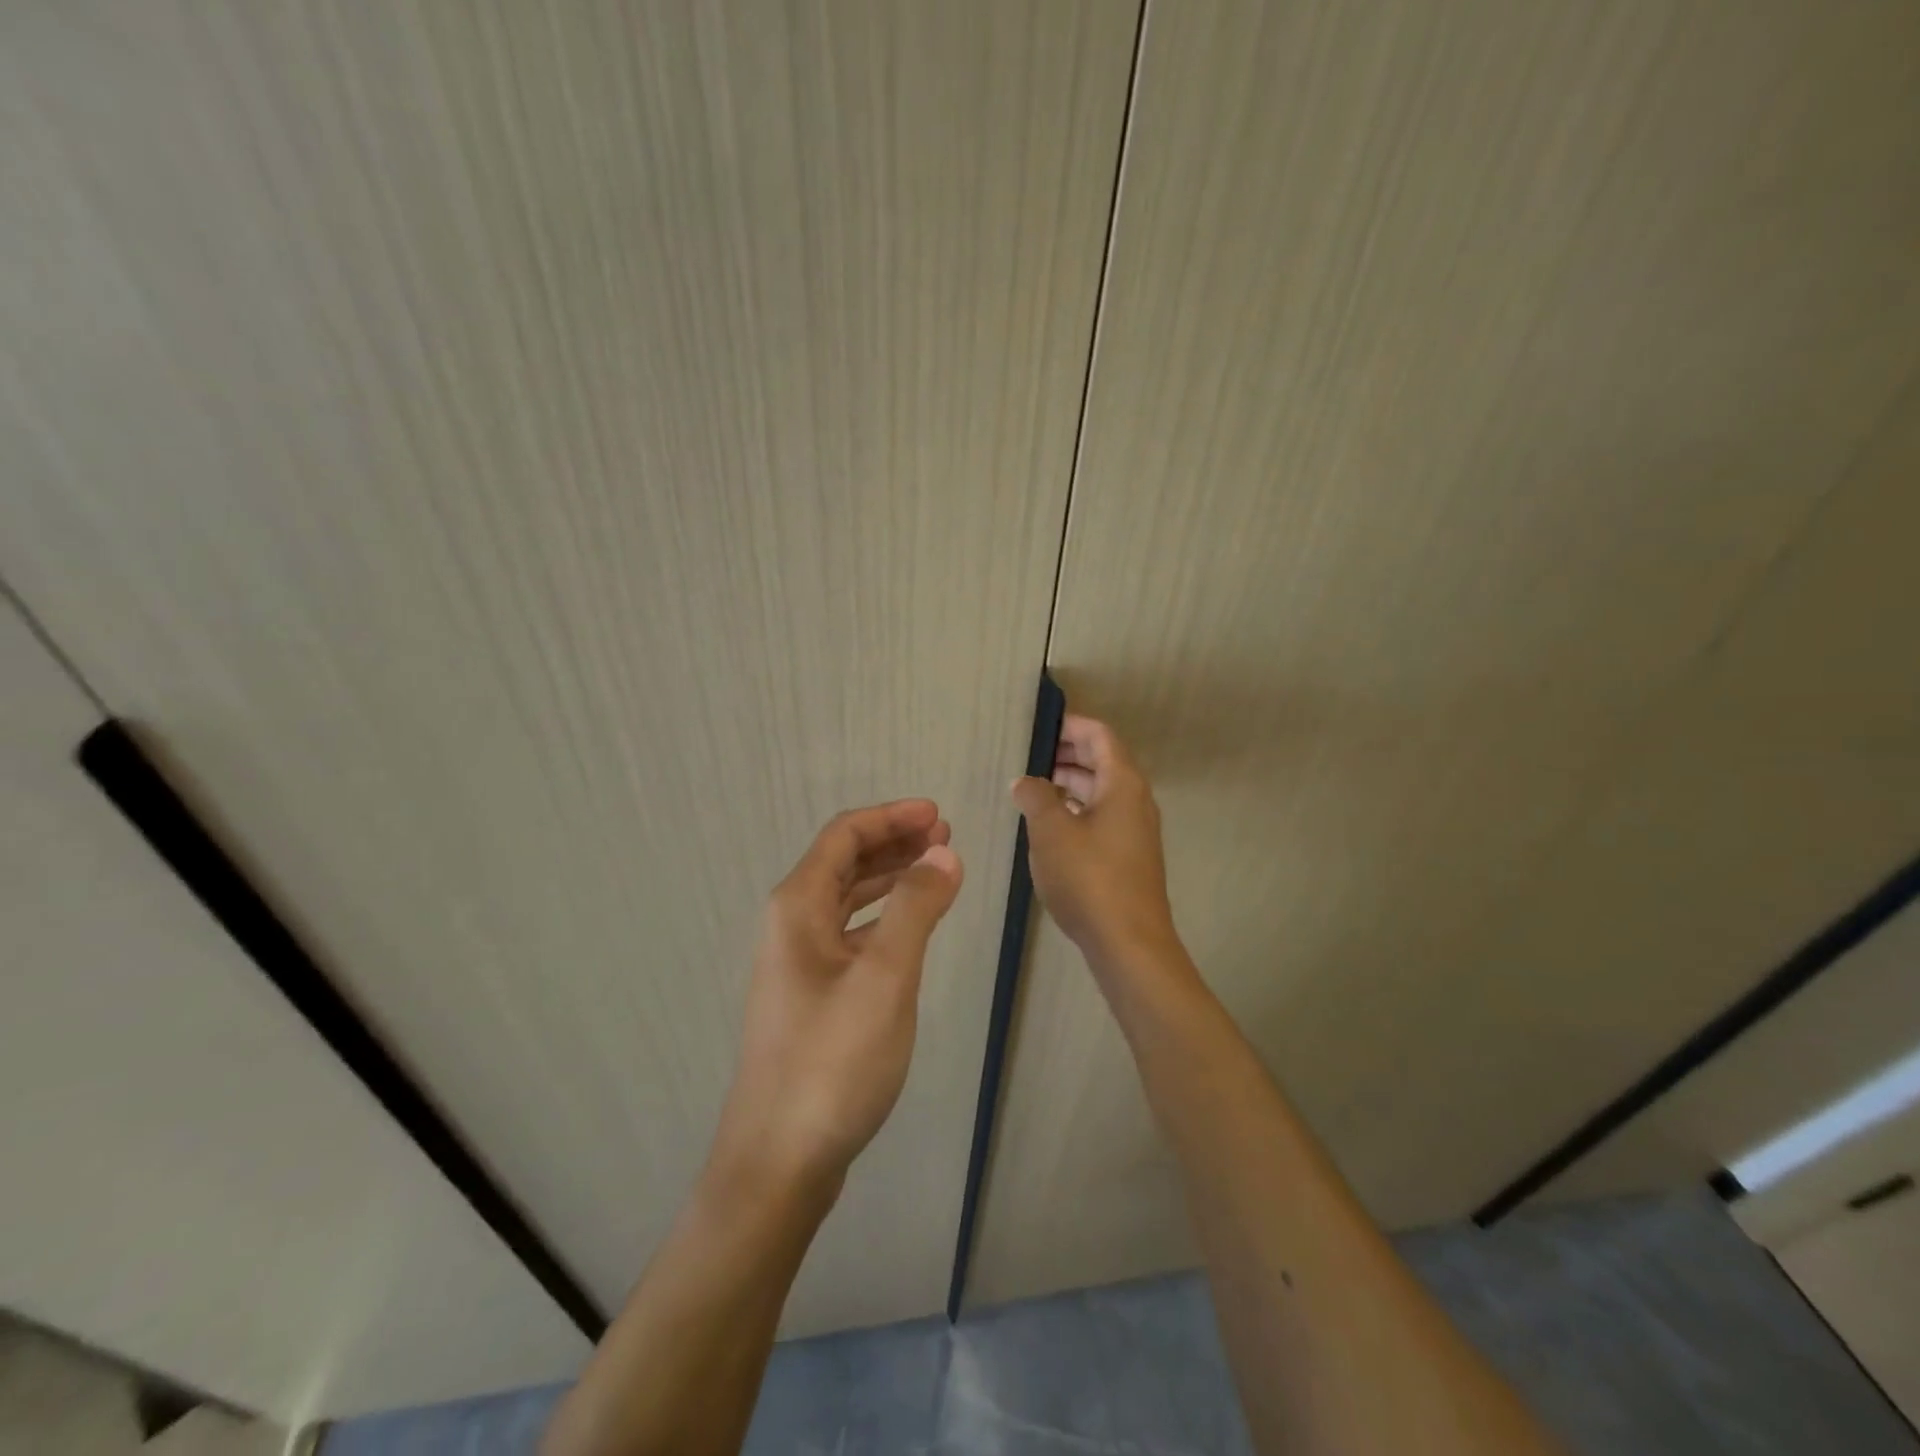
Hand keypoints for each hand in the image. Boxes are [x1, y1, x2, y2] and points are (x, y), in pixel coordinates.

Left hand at [713, 800, 962, 1193]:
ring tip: (936, 869)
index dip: (892, 817)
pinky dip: (883, 917)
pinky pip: (850, 933)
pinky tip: (911, 927)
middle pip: (844, 862)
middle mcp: (791, 925)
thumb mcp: (884, 978)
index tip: (939, 815)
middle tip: (946, 836)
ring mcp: (799, 962)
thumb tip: (944, 853)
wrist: (779, 1160)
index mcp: (798, 907)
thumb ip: (916, 908)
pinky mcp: (812, 995)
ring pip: (848, 898)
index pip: (844, 836)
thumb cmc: (832, 1061)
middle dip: (894, 842)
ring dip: (890, 877)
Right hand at [1012, 715, 1180, 968]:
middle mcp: (1135, 800)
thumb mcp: (1051, 832)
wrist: (1129, 943)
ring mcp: (1134, 830)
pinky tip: (1049, 825)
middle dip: (1065, 754)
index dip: (1069, 725)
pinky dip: (1076, 810)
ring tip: (1030, 788)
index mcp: (1122, 783)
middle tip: (1026, 756)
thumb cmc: (1089, 878)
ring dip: (1068, 784)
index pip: (1099, 735)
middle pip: (1102, 761)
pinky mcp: (1128, 856)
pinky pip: (1101, 817)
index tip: (1037, 726)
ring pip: (1100, 791)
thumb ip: (1035, 797)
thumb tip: (1025, 781)